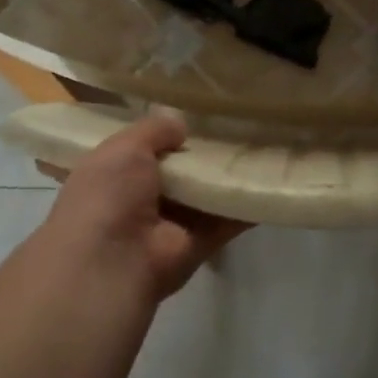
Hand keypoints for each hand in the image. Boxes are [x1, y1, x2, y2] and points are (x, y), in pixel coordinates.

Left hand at [36, 113, 250, 303]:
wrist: (115, 260)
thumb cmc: (109, 195)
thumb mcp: (124, 147)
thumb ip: (153, 130)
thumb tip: (180, 124)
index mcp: (112, 176)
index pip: (140, 152)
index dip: (163, 136)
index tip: (191, 117)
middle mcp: (140, 201)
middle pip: (177, 173)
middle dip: (200, 155)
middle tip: (234, 127)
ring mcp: (170, 225)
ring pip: (203, 196)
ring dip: (225, 178)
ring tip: (258, 148)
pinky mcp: (198, 245)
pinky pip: (226, 221)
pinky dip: (245, 206)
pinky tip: (268, 183)